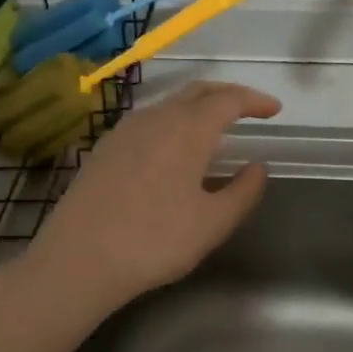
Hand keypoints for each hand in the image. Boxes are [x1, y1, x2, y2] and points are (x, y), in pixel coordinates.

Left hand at [24, 81, 280, 316]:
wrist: (78, 260)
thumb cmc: (155, 241)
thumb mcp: (213, 223)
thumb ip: (244, 191)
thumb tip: (258, 167)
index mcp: (188, 129)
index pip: (228, 100)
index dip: (254, 101)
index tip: (274, 110)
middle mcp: (156, 118)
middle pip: (197, 92)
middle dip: (227, 95)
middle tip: (249, 109)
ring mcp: (124, 130)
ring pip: (169, 104)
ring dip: (197, 107)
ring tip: (214, 128)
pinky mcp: (104, 148)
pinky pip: (148, 120)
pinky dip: (171, 122)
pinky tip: (172, 147)